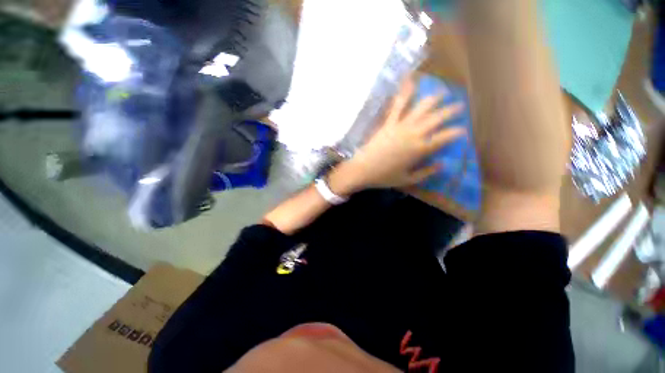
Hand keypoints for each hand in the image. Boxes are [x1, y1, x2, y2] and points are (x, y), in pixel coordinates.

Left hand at [329, 78, 465, 195]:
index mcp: (420, 149)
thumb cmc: (384, 177)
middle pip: (436, 118)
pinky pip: (397, 105)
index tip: (463, 130)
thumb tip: (443, 164)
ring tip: (443, 92)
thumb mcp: (408, 180)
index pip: (444, 137)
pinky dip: (404, 92)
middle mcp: (413, 134)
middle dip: (450, 111)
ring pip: (421, 108)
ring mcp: (400, 126)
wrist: (363, 169)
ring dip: (434, 99)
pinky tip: (410, 81)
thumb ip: (426, 172)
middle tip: (459, 105)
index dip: (456, 132)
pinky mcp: (388, 122)